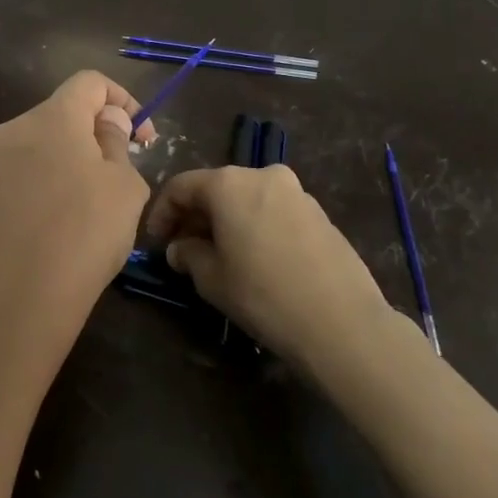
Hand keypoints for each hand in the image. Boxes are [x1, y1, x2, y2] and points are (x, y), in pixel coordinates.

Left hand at [0, 71, 153, 391]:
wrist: (6, 310)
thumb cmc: (80, 239)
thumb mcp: (123, 190)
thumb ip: (116, 145)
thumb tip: (105, 123)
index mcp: (49, 120)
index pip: (90, 82)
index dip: (124, 100)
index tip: (143, 140)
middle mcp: (9, 134)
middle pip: (60, 118)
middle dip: (95, 139)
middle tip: (119, 182)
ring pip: (36, 154)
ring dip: (66, 170)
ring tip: (87, 217)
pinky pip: (15, 188)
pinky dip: (39, 197)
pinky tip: (51, 240)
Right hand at [146, 165, 405, 367]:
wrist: (341, 322)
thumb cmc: (263, 294)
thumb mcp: (211, 279)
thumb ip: (187, 254)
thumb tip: (180, 248)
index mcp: (229, 183)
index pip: (181, 187)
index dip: (162, 212)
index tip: (156, 241)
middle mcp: (263, 175)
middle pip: (216, 188)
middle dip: (196, 216)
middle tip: (183, 249)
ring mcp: (297, 192)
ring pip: (247, 199)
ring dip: (227, 221)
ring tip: (219, 255)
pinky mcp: (320, 214)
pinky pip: (274, 212)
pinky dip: (255, 226)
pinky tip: (255, 258)